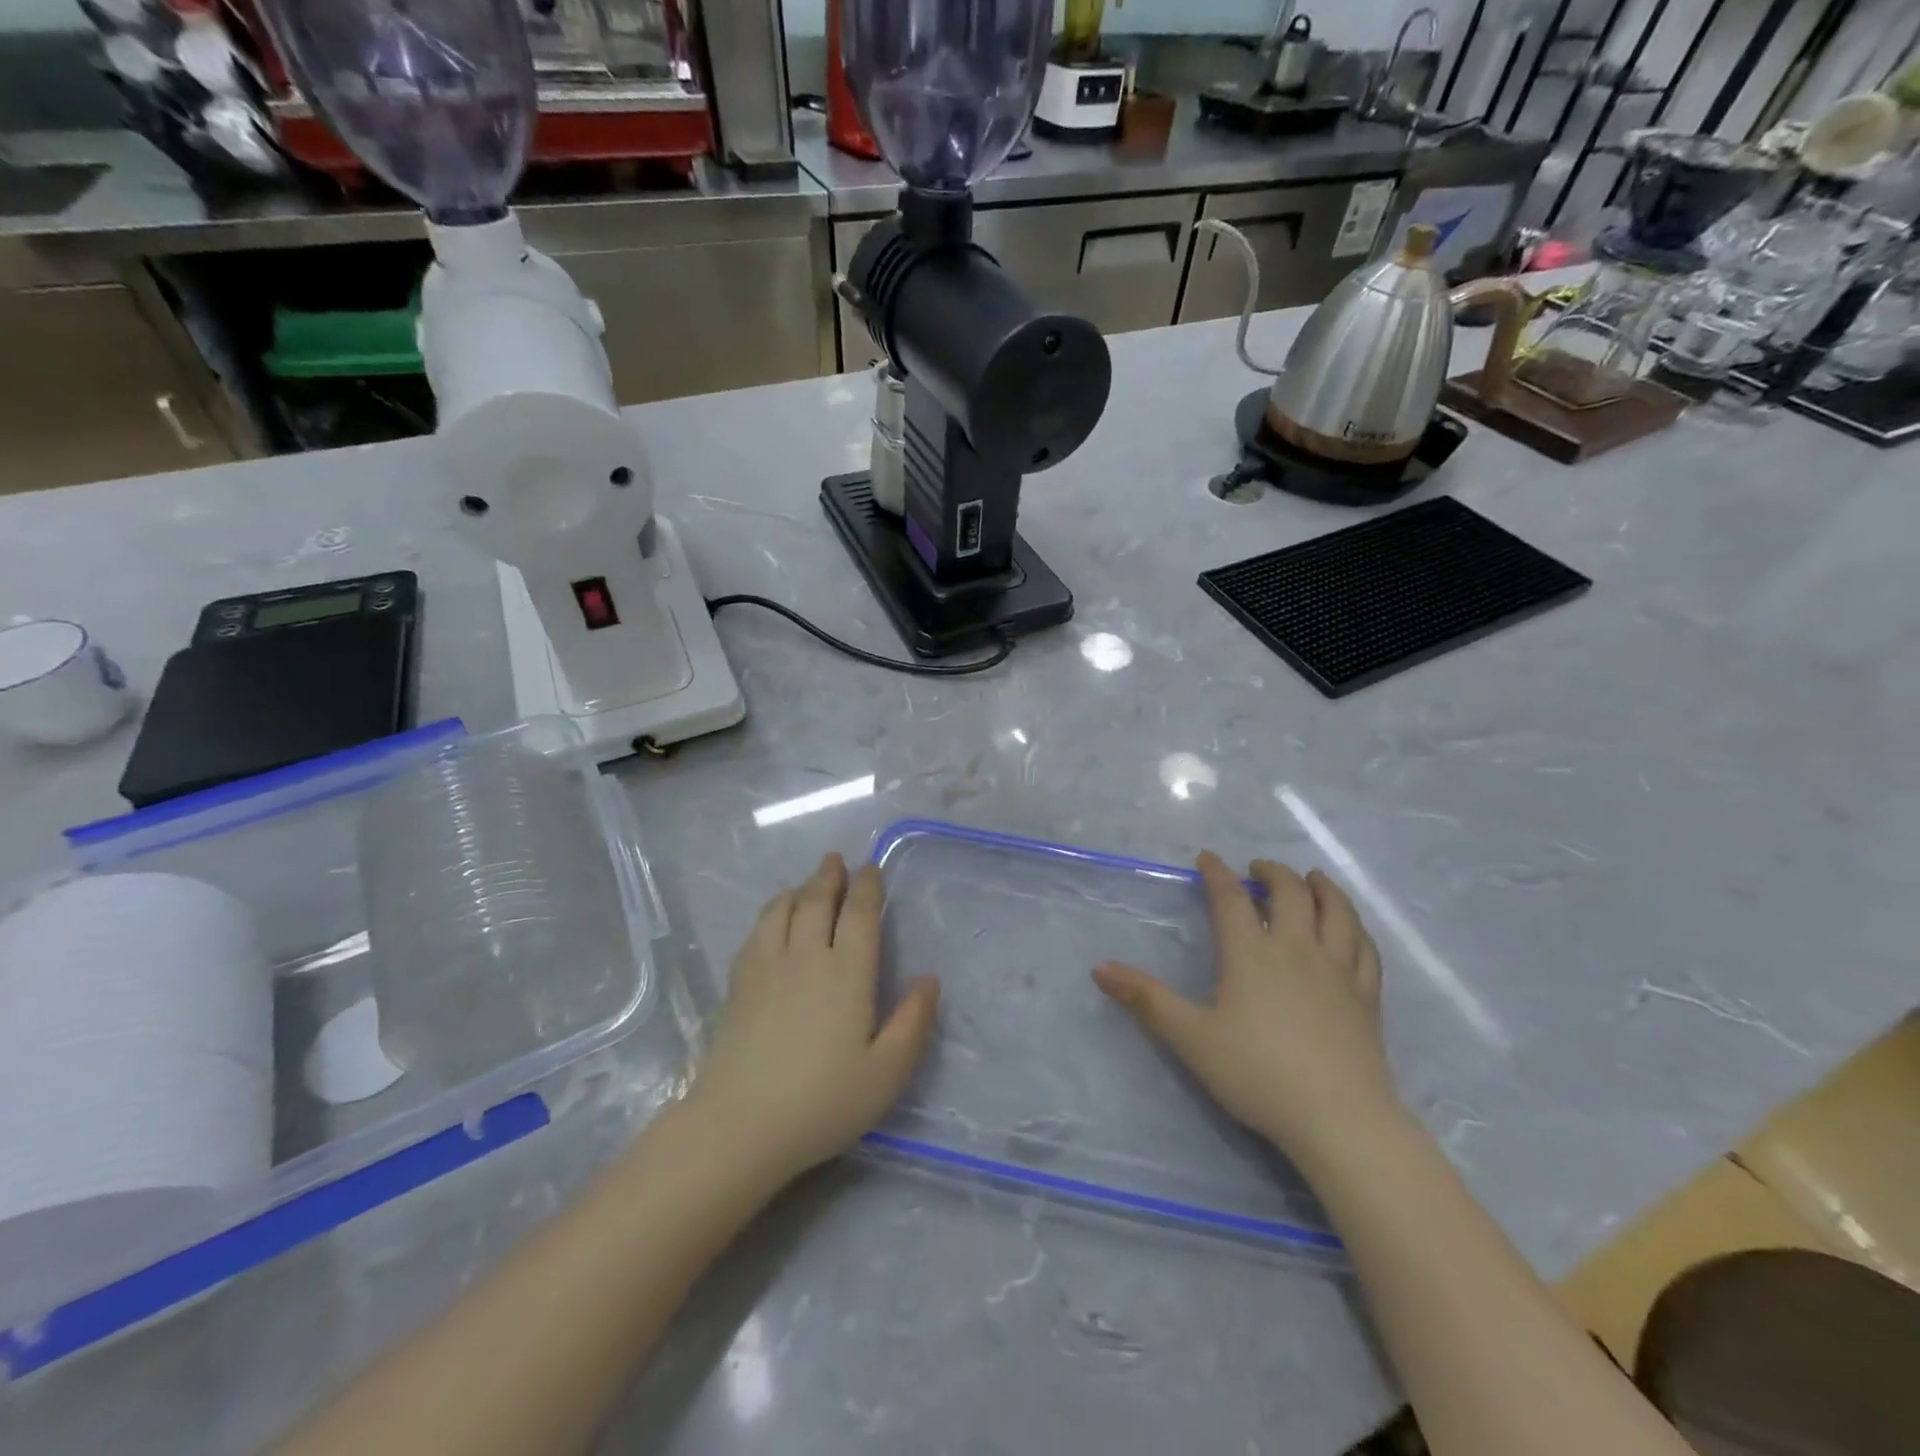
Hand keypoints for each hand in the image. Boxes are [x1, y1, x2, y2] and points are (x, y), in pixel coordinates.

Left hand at [685, 853, 940, 1189]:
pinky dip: (772, 911)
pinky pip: (758, 929)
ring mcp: (767, 965)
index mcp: (847, 972)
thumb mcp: (886, 1073)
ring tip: (808, 883)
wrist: (740, 1125)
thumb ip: (913, 1022)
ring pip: (783, 908)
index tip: (871, 868)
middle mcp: (807, 956)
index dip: (867, 886)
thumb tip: (929, 979)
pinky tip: (774, 918)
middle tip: (837, 859)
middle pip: (818, 899)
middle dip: (830, 875)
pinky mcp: (739, 982)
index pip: (860, 913)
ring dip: (800, 888)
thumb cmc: (823, 1102)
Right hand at [1093, 852, 1396, 1166]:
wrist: (1339, 1119)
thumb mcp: (1190, 1038)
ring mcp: (1338, 970)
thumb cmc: (1258, 1074)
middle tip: (1258, 868)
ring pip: (1336, 911)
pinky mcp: (1366, 996)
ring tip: (1312, 878)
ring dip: (1322, 887)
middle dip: (1272, 872)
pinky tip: (1351, 928)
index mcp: (1251, 953)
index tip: (1208, 857)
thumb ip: (1146, 1000)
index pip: (1231, 898)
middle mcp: (1297, 949)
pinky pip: (1365, 947)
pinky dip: (1355, 927)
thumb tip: (1099, 967)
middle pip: (1290, 892)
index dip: (1217, 873)